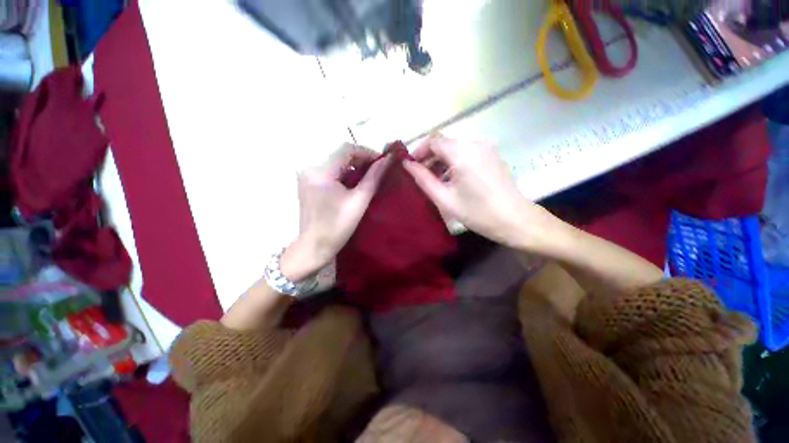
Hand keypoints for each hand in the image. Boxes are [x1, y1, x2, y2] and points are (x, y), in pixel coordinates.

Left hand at [281, 144, 391, 280]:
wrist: (314, 247)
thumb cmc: (338, 226)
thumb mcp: (359, 201)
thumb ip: (374, 177)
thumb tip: (388, 160)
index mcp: (321, 171)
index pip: (347, 149)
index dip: (367, 152)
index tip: (382, 163)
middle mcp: (310, 168)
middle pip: (340, 155)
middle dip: (361, 160)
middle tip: (378, 171)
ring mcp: (307, 176)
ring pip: (336, 163)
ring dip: (354, 168)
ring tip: (369, 178)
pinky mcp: (308, 184)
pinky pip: (330, 172)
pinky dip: (344, 175)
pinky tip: (354, 185)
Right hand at [402, 137, 557, 249]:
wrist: (515, 220)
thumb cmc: (477, 212)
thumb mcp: (444, 198)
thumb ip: (423, 179)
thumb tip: (407, 165)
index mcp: (462, 152)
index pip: (434, 141)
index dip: (419, 151)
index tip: (411, 167)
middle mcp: (475, 143)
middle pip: (445, 143)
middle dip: (430, 157)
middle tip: (421, 177)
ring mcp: (486, 148)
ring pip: (455, 148)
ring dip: (442, 161)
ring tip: (435, 181)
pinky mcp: (492, 155)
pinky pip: (467, 153)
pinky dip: (455, 162)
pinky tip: (452, 180)